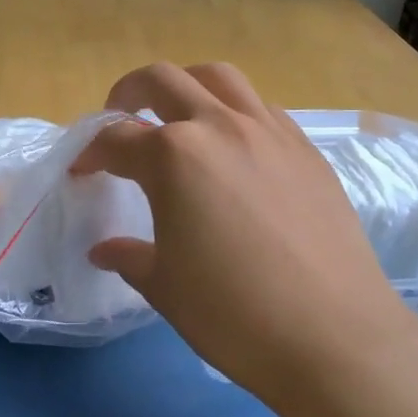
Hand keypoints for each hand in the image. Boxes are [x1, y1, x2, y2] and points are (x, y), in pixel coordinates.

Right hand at [71, 63, 417, 407]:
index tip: (81, 171)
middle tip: (119, 118)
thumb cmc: (234, 315)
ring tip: (178, 115)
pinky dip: (233, 111)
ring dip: (186, 86)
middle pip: (162, 80)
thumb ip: (129, 256)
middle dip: (129, 92)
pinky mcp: (305, 149)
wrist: (336, 339)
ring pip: (219, 78)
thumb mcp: (165, 287)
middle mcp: (219, 126)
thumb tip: (104, 249)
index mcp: (173, 157)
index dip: (90, 154)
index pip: (116, 139)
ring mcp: (269, 131)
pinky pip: (260, 107)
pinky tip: (233, 147)